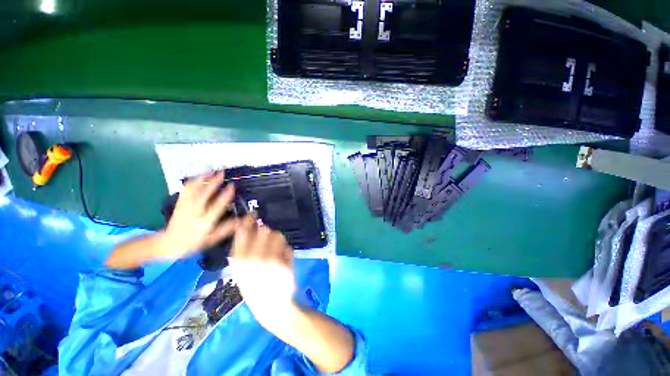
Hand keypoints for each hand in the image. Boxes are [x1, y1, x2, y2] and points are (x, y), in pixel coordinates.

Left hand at [159, 172, 238, 258]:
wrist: (168, 244)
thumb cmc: (194, 242)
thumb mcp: (212, 239)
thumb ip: (226, 229)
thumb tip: (241, 220)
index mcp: (204, 222)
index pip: (216, 207)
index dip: (224, 196)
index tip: (232, 186)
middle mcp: (194, 213)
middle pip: (203, 195)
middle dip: (213, 183)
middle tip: (222, 173)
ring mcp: (185, 207)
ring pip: (193, 191)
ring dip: (201, 179)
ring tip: (210, 170)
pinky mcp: (179, 204)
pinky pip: (185, 191)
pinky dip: (192, 182)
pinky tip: (197, 176)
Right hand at [229, 215, 295, 326]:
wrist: (272, 308)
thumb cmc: (256, 291)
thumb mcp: (243, 272)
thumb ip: (244, 251)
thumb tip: (250, 227)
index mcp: (239, 260)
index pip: (242, 232)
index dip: (248, 221)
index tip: (252, 215)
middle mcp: (252, 257)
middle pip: (264, 229)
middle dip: (267, 233)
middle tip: (268, 242)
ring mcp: (269, 259)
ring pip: (278, 235)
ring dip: (278, 240)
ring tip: (277, 252)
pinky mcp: (283, 261)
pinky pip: (287, 246)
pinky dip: (286, 251)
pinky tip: (283, 261)